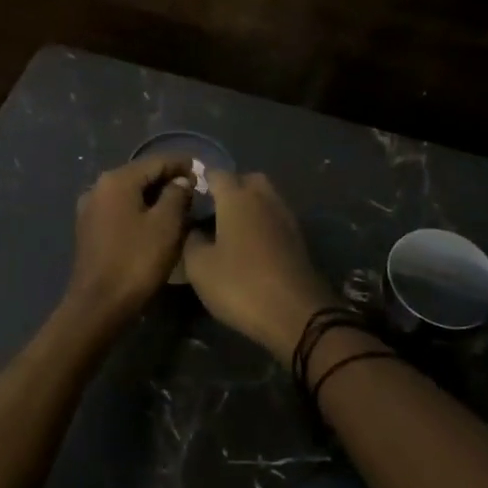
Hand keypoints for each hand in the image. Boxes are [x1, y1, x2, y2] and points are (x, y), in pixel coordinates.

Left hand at [60, 155, 193, 326]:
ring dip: (154, 197)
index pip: (156, 161)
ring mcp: (90, 208)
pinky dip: (140, 210)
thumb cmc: (136, 261)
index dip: (181, 163)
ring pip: (130, 193)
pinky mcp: (89, 229)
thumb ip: (177, 195)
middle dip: (168, 180)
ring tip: (179, 206)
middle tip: (194, 190)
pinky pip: (120, 210)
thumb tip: (181, 181)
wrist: (98, 305)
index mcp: (117, 180)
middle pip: (141, 175)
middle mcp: (99, 187)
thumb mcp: (166, 225)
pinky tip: (155, 222)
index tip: (202, 170)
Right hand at [182, 170, 335, 359]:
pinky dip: (262, 223)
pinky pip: (275, 218)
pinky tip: (250, 246)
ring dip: (249, 206)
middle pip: (247, 179)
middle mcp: (264, 198)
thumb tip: (193, 227)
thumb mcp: (199, 267)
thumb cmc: (240, 284)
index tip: (188, 195)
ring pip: (265, 198)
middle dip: (230, 188)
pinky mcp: (299, 238)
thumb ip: (190, 239)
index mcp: (237, 197)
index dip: (201, 180)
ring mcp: (286, 217)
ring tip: (229, 230)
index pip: (217, 173)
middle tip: (212, 211)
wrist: (296, 314)